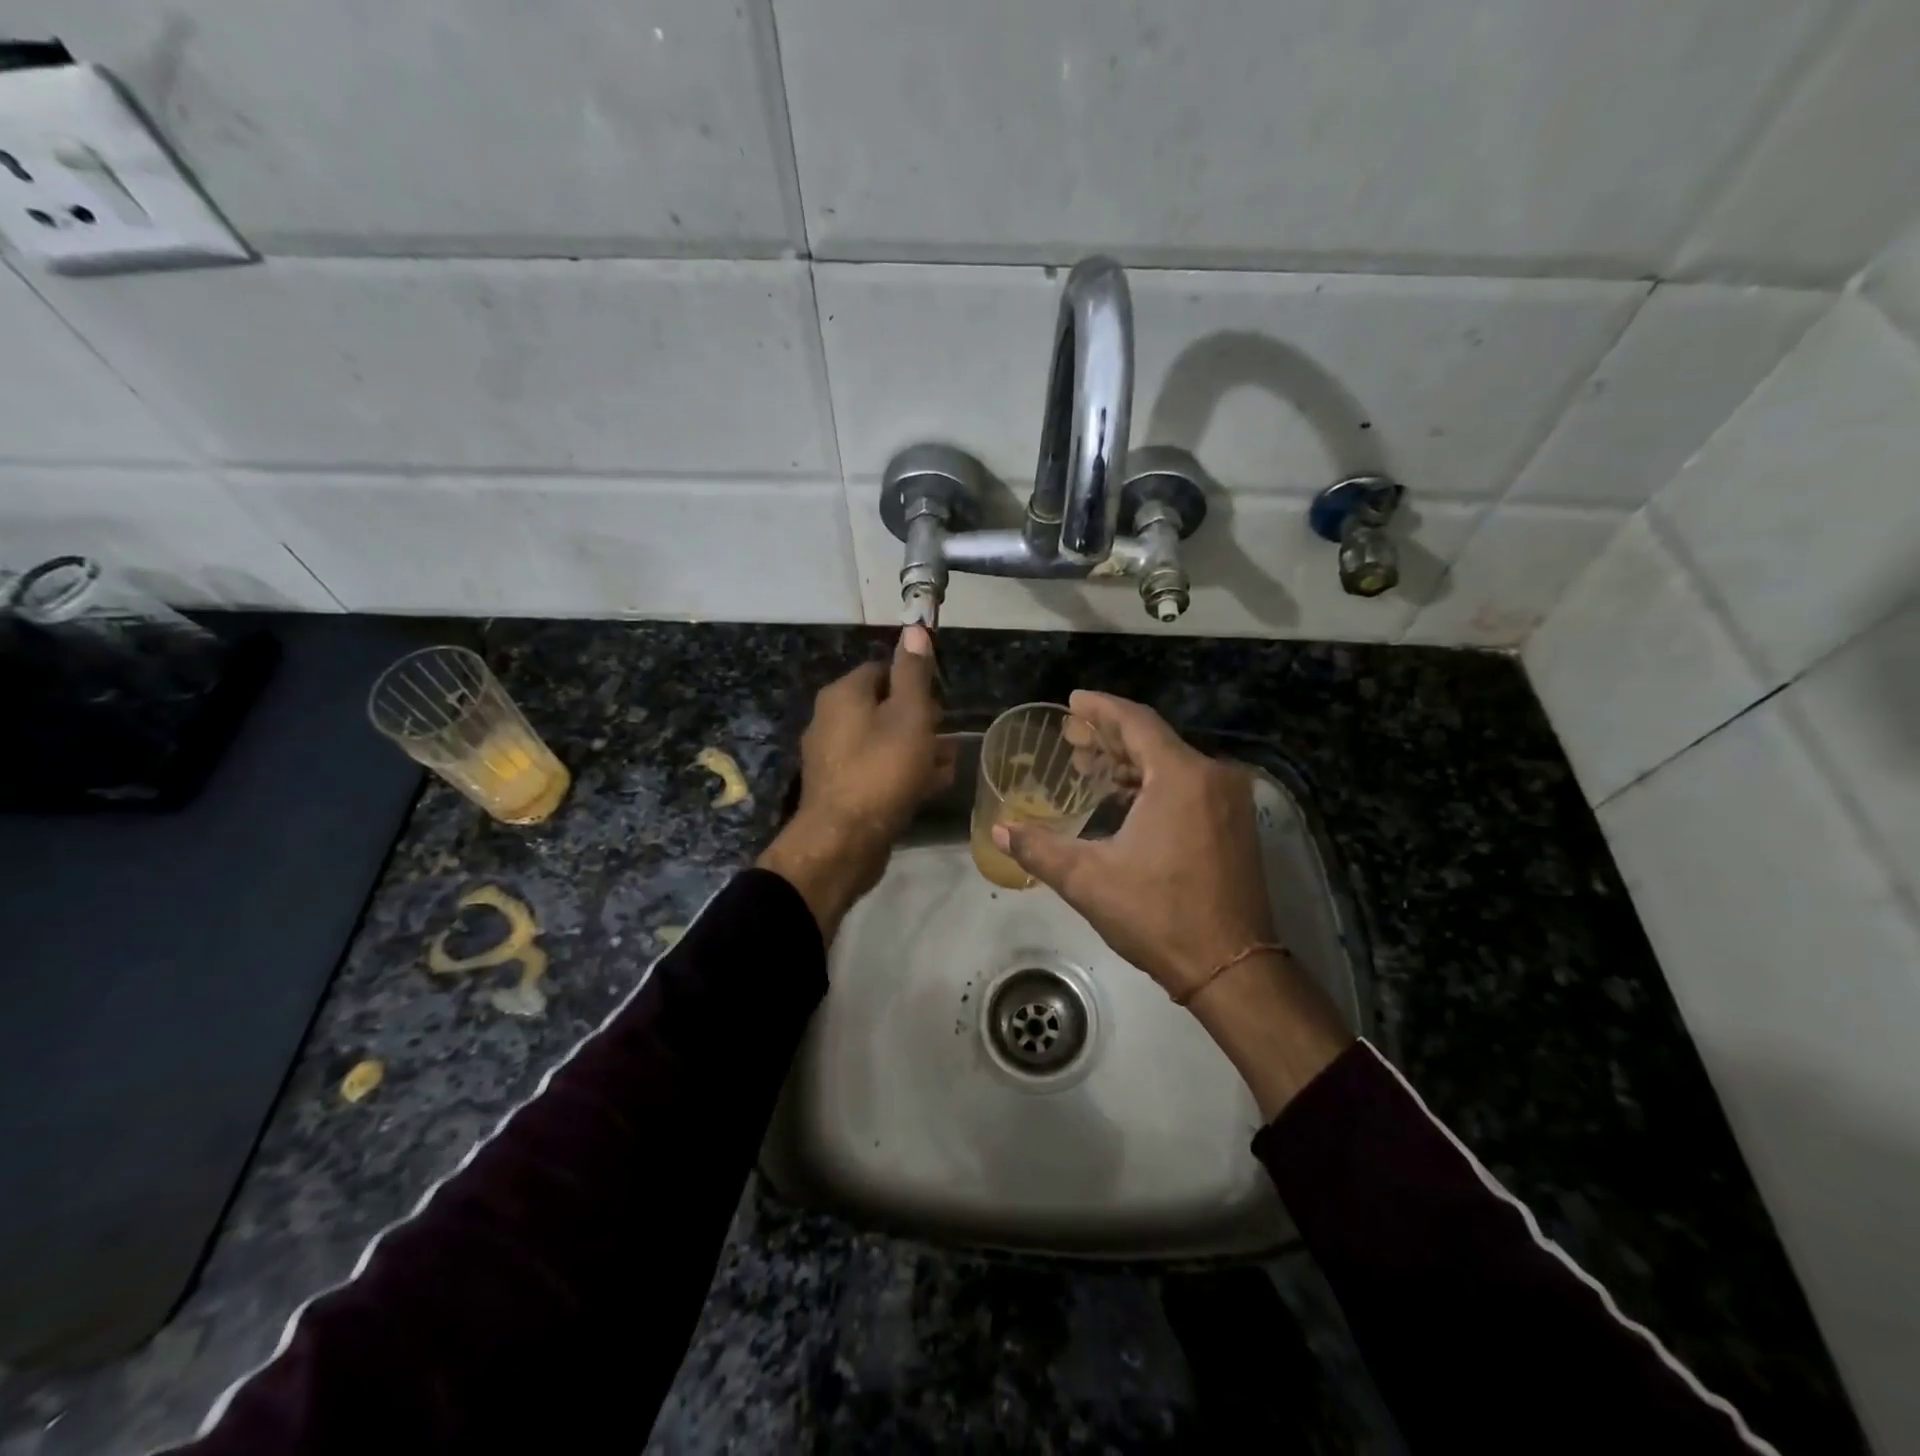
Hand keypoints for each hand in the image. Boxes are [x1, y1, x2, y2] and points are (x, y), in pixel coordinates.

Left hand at [758, 626, 955, 936]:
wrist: (844, 842)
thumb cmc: (882, 770)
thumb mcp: (909, 715)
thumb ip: (914, 673)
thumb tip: (915, 628)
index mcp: (843, 695)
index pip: (882, 670)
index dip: (915, 681)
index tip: (940, 701)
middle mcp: (831, 720)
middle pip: (885, 707)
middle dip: (921, 719)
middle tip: (946, 736)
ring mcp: (834, 757)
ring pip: (885, 742)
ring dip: (918, 749)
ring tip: (947, 765)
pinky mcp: (842, 789)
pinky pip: (878, 770)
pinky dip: (903, 773)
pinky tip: (929, 787)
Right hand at [995, 690, 1276, 999]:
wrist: (1231, 967)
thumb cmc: (1158, 915)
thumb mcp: (1088, 879)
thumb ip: (1039, 848)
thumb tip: (999, 830)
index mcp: (1181, 776)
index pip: (1135, 722)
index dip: (1100, 708)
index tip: (1072, 701)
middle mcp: (1212, 777)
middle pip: (1154, 741)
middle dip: (1109, 737)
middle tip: (1071, 738)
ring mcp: (1230, 802)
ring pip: (1173, 765)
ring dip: (1130, 764)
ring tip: (1090, 768)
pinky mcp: (1236, 826)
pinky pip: (1189, 786)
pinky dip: (1154, 785)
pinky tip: (1125, 800)